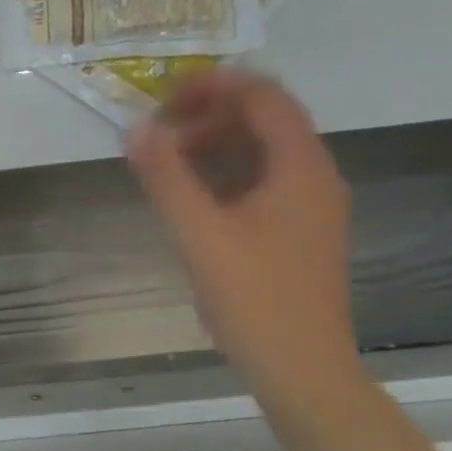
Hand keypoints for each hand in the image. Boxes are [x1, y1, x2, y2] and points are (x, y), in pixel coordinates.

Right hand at [127, 69, 358, 393]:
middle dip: (210, 114)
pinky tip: (193, 199)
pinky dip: (227, 174)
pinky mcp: (300, 233)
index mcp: (300, 167)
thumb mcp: (198, 233)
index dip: (215, 84)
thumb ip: (165, 176)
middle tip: (159, 131)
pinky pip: (264, 183)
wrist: (300, 366)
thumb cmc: (252, 296)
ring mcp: (312, 207)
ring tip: (167, 162)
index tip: (164, 94)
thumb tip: (136, 127)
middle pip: (266, 120)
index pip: (263, 96)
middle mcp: (315, 176)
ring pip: (264, 153)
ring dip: (216, 145)